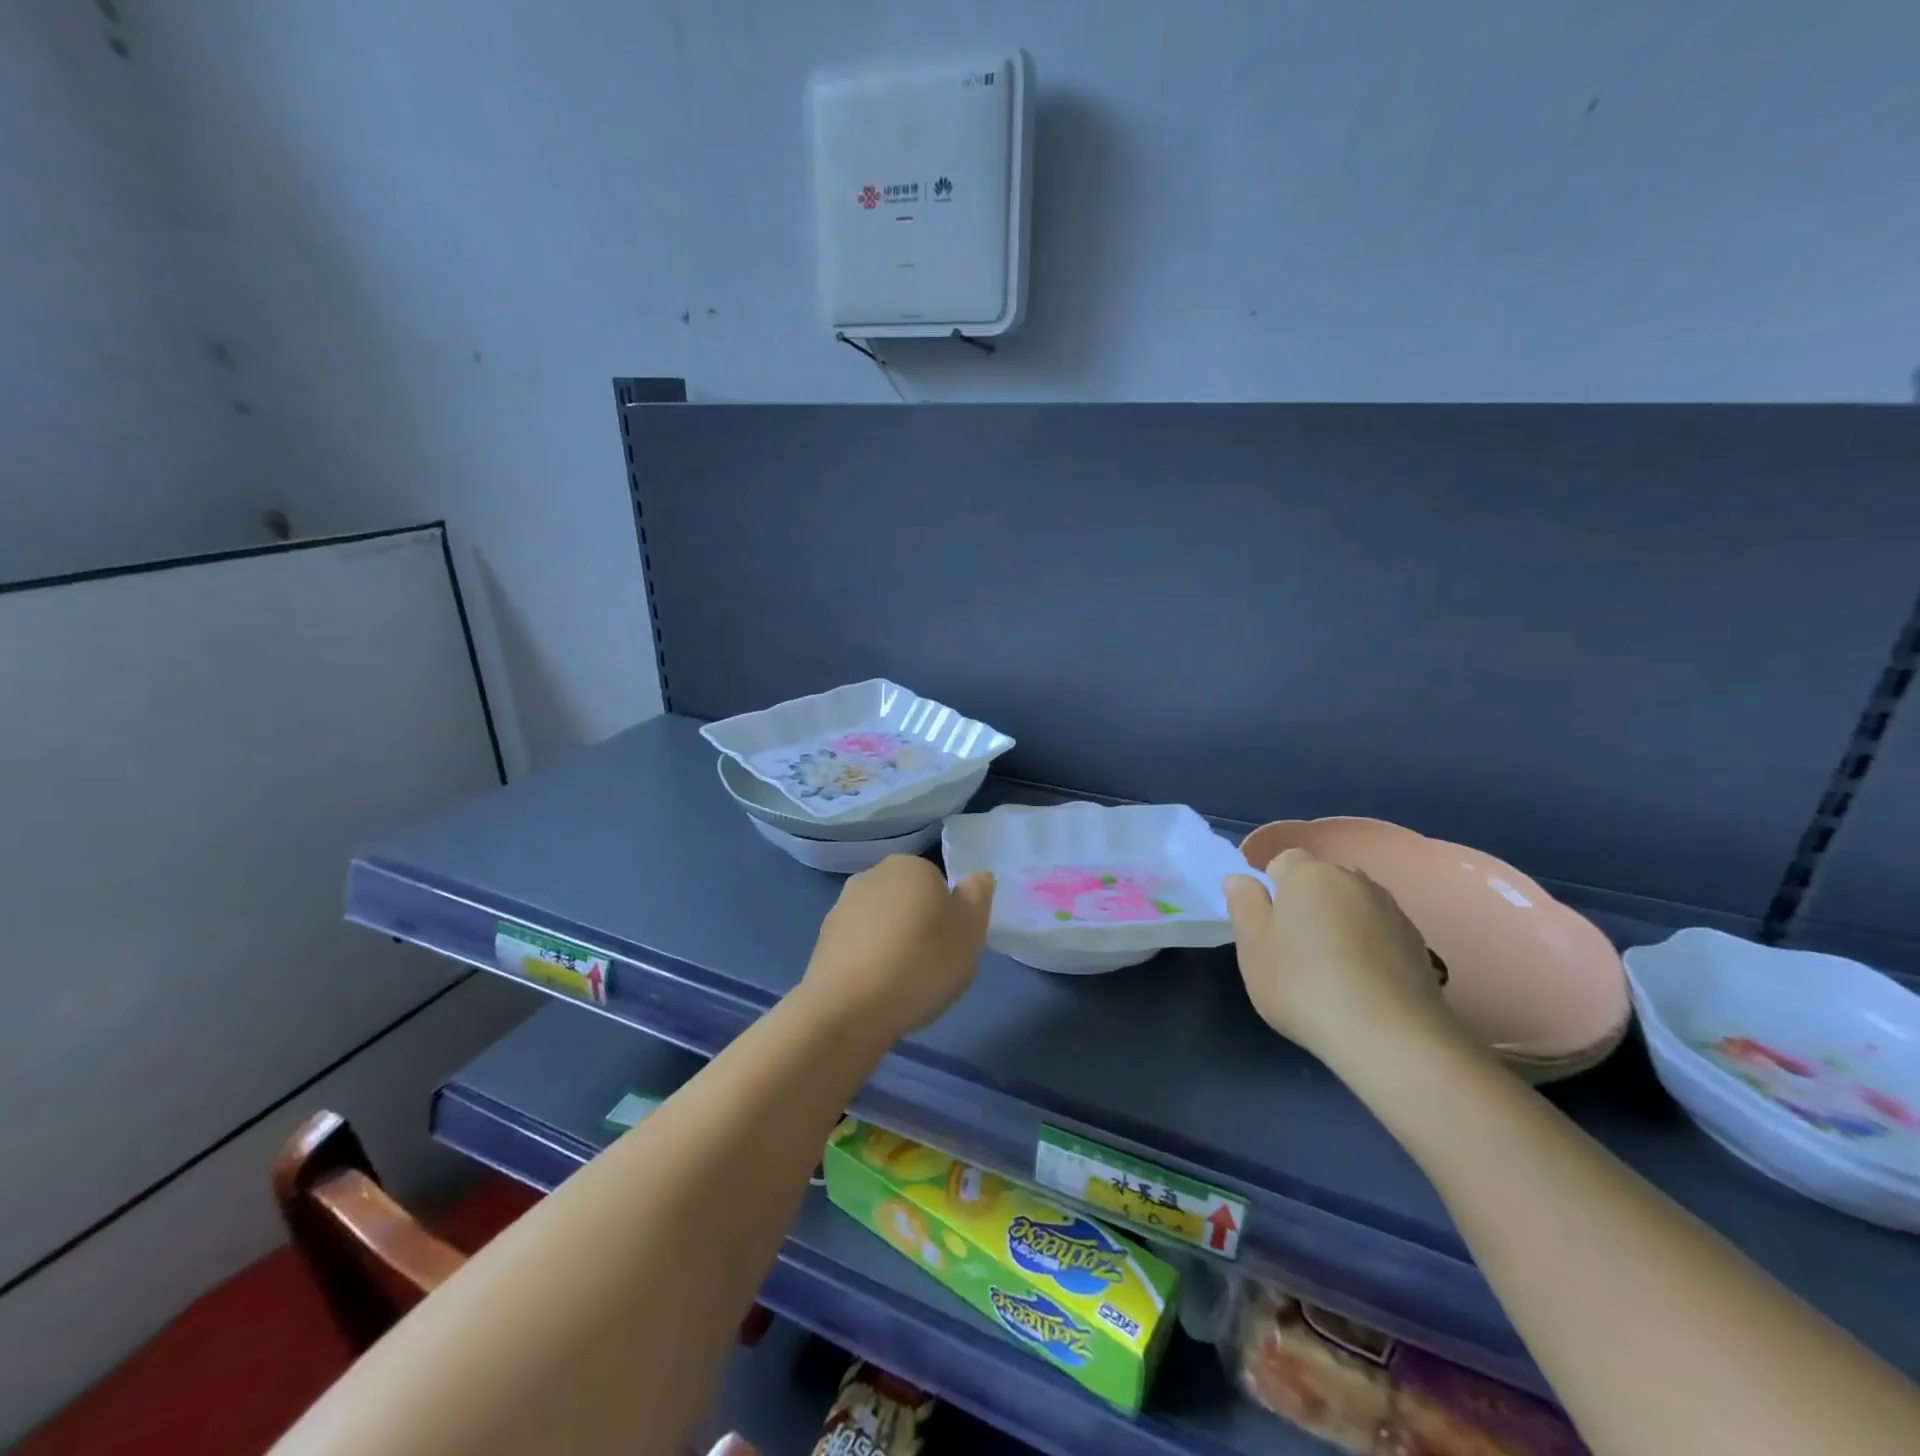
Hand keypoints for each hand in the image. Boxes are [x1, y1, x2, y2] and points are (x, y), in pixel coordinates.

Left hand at [802, 856, 994, 1043]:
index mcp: (910, 865)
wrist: (849, 1007)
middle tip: (931, 965)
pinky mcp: (822, 941)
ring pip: (881, 923)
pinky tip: (876, 992)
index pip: (938, 883)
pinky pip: (858, 947)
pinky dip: (869, 963)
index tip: (951, 945)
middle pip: (907, 900)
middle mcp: (871, 875)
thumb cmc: (921, 962)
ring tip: (903, 985)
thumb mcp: (970, 932)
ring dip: (891, 944)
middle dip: (918, 925)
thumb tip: (977, 877)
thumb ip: (977, 898)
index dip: (948, 915)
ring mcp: (841, 907)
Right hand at [1224, 848, 1462, 1069]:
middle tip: (1295, 950)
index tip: (1269, 927)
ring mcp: (1392, 911)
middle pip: (1321, 882)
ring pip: (1353, 907)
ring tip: (1332, 971)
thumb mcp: (1253, 946)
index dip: (1273, 890)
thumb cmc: (1303, 983)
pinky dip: (1369, 948)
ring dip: (1341, 925)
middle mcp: (1353, 880)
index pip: (1284, 862)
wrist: (1389, 1035)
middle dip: (1308, 905)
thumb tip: (1242, 880)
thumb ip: (1244, 904)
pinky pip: (1381, 934)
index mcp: (1309, 874)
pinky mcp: (1418, 944)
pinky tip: (1363, 985)